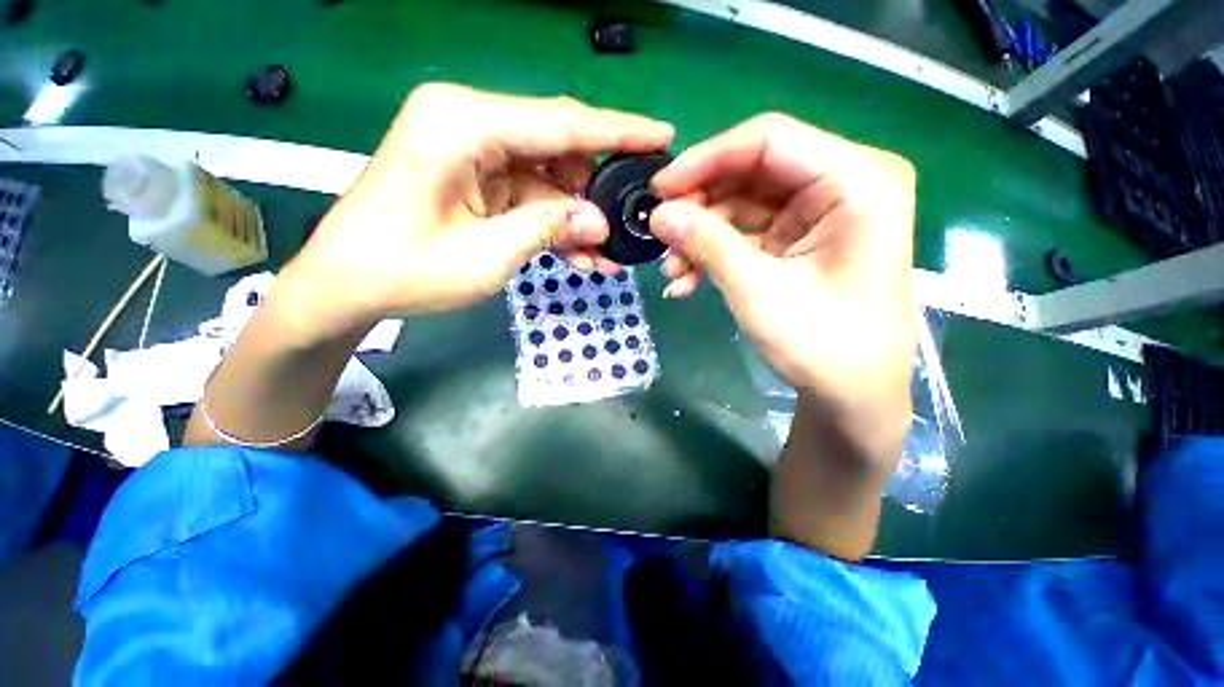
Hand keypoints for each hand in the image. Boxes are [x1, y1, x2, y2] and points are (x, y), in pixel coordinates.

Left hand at [279, 83, 673, 338]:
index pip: (561, 121)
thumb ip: (547, 228)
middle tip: (630, 218)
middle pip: (557, 147)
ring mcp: (473, 152)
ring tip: (608, 254)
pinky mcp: (476, 179)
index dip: (618, 131)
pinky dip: (555, 224)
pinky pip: (530, 197)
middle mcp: (470, 123)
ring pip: (549, 179)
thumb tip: (599, 222)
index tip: (662, 136)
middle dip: (597, 189)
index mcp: (464, 123)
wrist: (349, 284)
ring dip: (578, 217)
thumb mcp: (486, 255)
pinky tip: (581, 254)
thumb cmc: (405, 269)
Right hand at [650, 114, 915, 459]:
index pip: (768, 140)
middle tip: (660, 237)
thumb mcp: (757, 291)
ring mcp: (821, 212)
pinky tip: (689, 281)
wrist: (852, 395)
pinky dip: (715, 253)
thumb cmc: (822, 345)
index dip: (706, 159)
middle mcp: (843, 183)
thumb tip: (657, 214)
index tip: (659, 189)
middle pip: (751, 172)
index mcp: (857, 180)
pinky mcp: (801, 239)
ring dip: (701, 236)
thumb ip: (707, 244)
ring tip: (672, 272)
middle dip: (699, 207)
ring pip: (742, 204)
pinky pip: (748, 232)